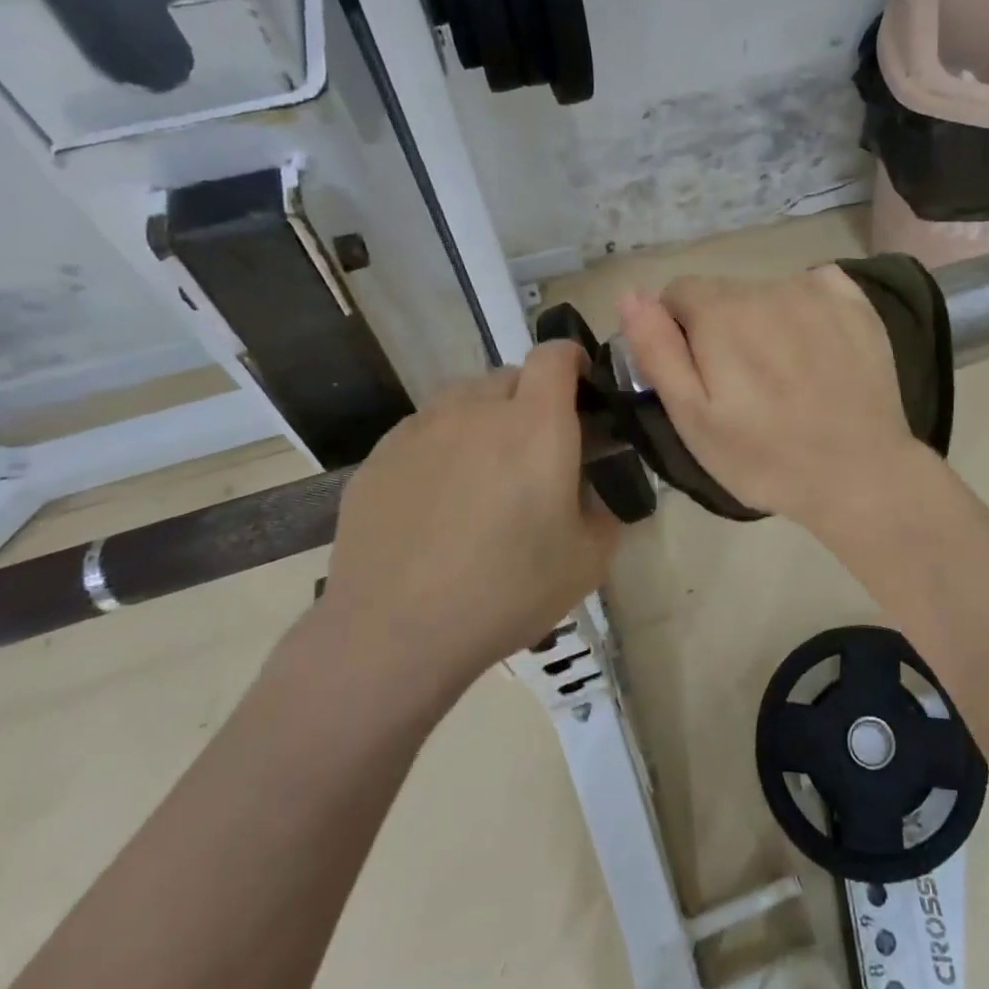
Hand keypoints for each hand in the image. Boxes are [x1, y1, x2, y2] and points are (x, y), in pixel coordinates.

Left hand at [319, 342, 619, 687]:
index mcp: (536, 426)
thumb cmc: (506, 592)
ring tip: (485, 469)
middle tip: (537, 449)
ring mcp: (422, 428)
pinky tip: (440, 495)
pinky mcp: (381, 454)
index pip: (556, 355)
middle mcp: (478, 410)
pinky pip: (425, 427)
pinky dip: (444, 442)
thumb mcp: (588, 560)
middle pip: (511, 374)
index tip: (582, 393)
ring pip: (464, 396)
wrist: (394, 634)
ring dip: (486, 416)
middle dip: (533, 398)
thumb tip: (600, 491)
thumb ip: (608, 510)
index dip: (574, 362)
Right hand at [618, 267, 931, 531]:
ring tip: (784, 376)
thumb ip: (657, 350)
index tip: (700, 377)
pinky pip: (814, 286)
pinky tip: (817, 349)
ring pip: (766, 292)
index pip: (677, 295)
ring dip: (763, 321)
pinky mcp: (855, 302)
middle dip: (720, 329)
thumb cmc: (765, 457)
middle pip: (723, 293)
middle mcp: (766, 285)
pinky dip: (807, 309)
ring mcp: (816, 290)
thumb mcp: (692, 418)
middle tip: (743, 387)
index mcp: (720, 312)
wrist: (859, 475)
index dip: (679, 334)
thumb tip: (631, 295)